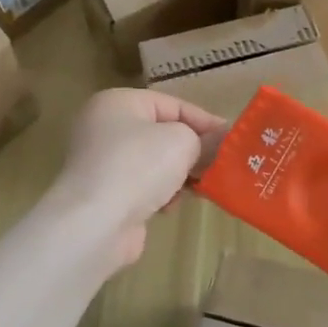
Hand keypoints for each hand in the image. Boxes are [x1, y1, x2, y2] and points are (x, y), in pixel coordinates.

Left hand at [51, 89, 224, 269]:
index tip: (233, 140)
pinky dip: (159, 194)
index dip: (205, 121)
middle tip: (221, 165)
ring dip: (178, 175)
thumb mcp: (182, 141)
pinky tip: (170, 206)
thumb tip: (219, 144)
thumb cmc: (138, 166)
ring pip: (154, 162)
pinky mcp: (104, 194)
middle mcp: (104, 127)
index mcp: (118, 102)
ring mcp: (101, 162)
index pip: (172, 104)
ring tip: (199, 188)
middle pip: (162, 133)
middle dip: (192, 150)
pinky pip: (142, 186)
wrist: (95, 223)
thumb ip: (204, 139)